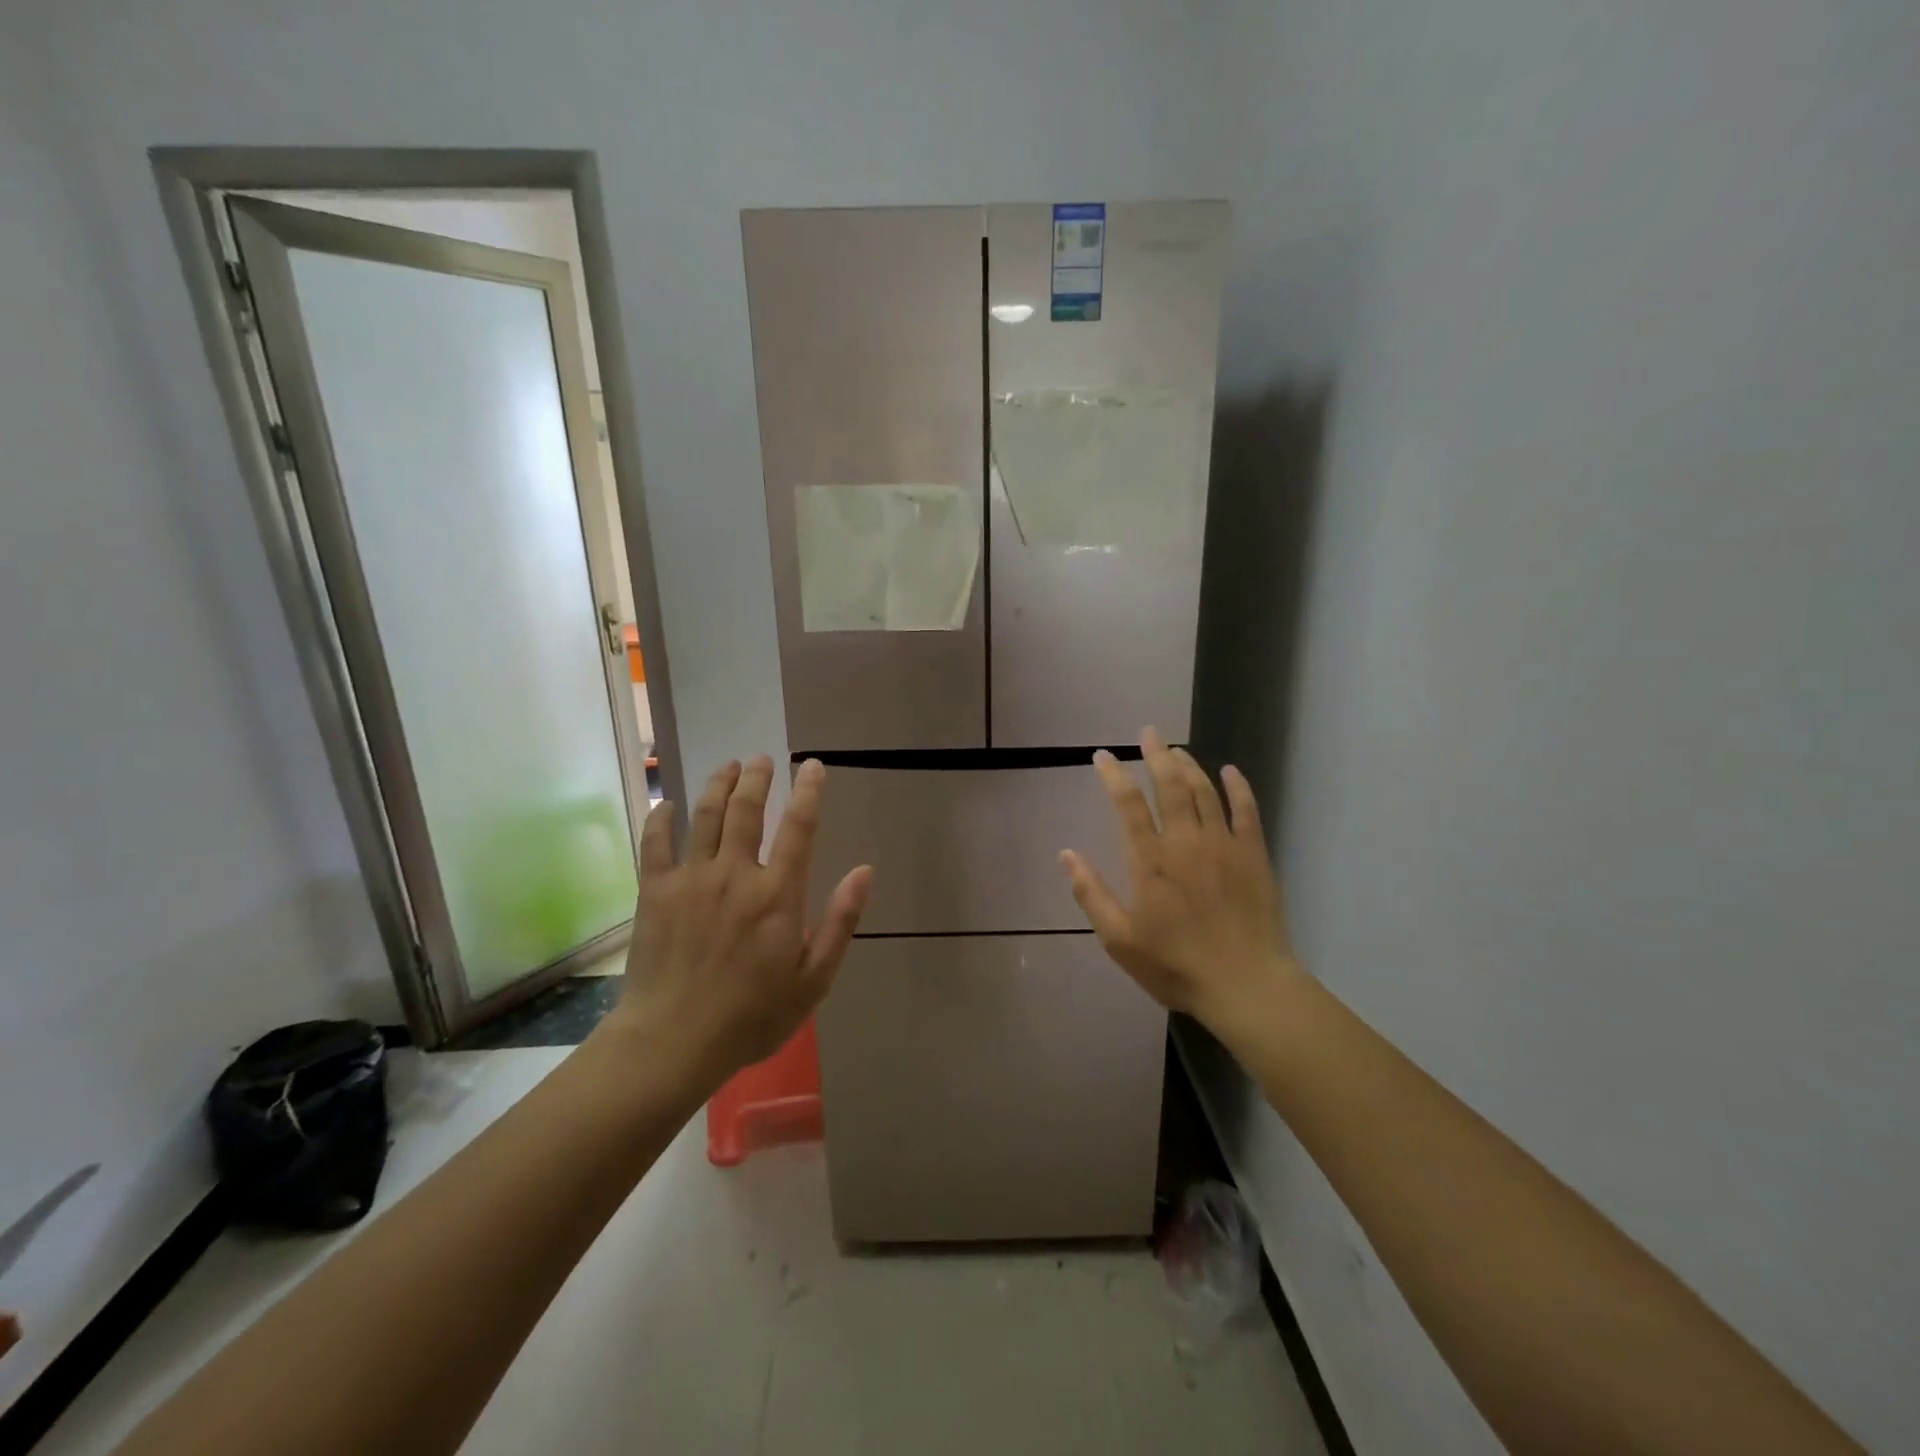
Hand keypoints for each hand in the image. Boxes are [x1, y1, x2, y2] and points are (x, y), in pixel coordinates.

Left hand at [607, 756, 871, 1083]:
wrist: (673, 1042)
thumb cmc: (752, 1016)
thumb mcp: (814, 979)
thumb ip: (841, 921)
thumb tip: (864, 871)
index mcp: (778, 893)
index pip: (799, 827)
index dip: (809, 791)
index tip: (813, 766)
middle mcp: (735, 874)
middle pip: (747, 809)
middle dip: (757, 778)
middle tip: (762, 759)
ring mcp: (691, 879)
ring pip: (705, 816)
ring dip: (718, 785)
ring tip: (728, 766)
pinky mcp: (655, 892)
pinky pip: (656, 843)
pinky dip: (661, 818)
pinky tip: (666, 803)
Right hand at [1060, 730, 1298, 1036]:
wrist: (1245, 985)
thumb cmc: (1175, 965)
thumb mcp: (1119, 940)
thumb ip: (1091, 893)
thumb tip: (1066, 854)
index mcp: (1150, 861)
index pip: (1127, 804)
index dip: (1113, 775)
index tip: (1102, 755)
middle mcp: (1185, 842)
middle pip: (1169, 786)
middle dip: (1156, 755)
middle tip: (1148, 733)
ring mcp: (1223, 845)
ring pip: (1204, 792)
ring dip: (1189, 766)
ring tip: (1177, 750)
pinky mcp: (1254, 855)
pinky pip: (1246, 811)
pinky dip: (1238, 788)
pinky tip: (1231, 771)